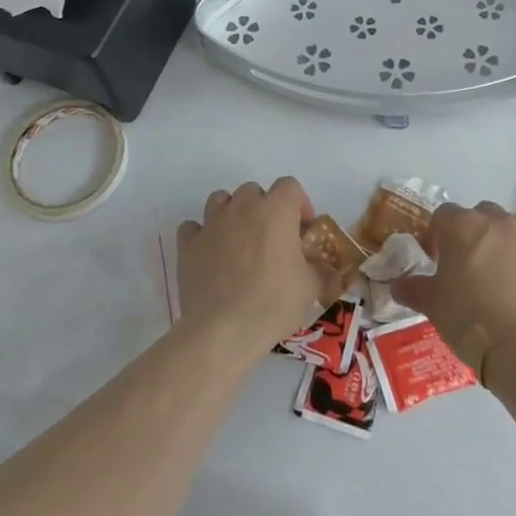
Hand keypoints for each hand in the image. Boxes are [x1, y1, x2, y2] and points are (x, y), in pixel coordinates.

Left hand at [177, 178, 345, 358]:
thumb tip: (327, 271)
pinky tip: (208, 253)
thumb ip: (320, 271)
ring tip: (238, 240)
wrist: (224, 329)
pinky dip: (201, 235)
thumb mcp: (310, 288)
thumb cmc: (274, 303)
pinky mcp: (188, 245)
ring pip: (220, 200)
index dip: (299, 203)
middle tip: (271, 238)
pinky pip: (192, 227)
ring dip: (231, 213)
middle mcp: (242, 207)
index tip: (302, 230)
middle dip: (264, 208)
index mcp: (276, 210)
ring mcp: (211, 223)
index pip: (290, 185)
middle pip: (253, 190)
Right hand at [392, 200, 515, 380]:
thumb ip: (413, 289)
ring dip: (509, 242)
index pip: (444, 215)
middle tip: (470, 266)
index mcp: (464, 226)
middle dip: (476, 234)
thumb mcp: (432, 305)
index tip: (438, 259)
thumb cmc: (469, 320)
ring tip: (504, 275)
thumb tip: (397, 285)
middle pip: (483, 215)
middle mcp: (501, 223)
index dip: (438, 235)